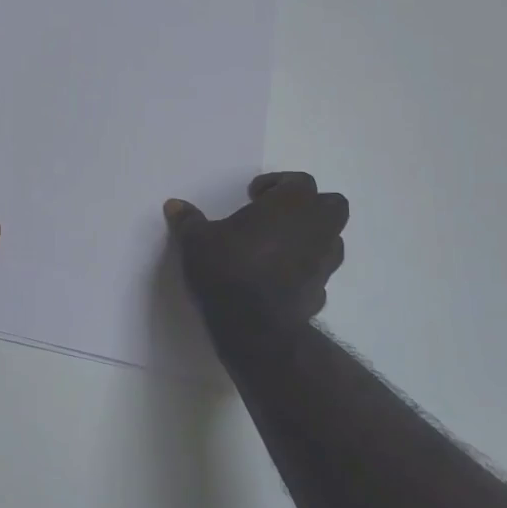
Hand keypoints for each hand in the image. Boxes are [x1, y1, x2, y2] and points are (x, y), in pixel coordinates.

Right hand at [164, 172, 348, 330]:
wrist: (254, 326)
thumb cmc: (228, 268)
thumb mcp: (196, 241)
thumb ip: (188, 220)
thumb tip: (174, 205)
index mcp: (291, 205)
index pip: (299, 181)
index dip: (277, 184)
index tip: (252, 196)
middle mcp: (316, 227)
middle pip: (332, 205)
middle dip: (309, 206)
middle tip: (275, 215)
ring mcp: (324, 261)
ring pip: (332, 238)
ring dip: (311, 236)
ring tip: (277, 245)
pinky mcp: (322, 291)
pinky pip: (319, 270)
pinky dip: (305, 268)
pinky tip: (278, 277)